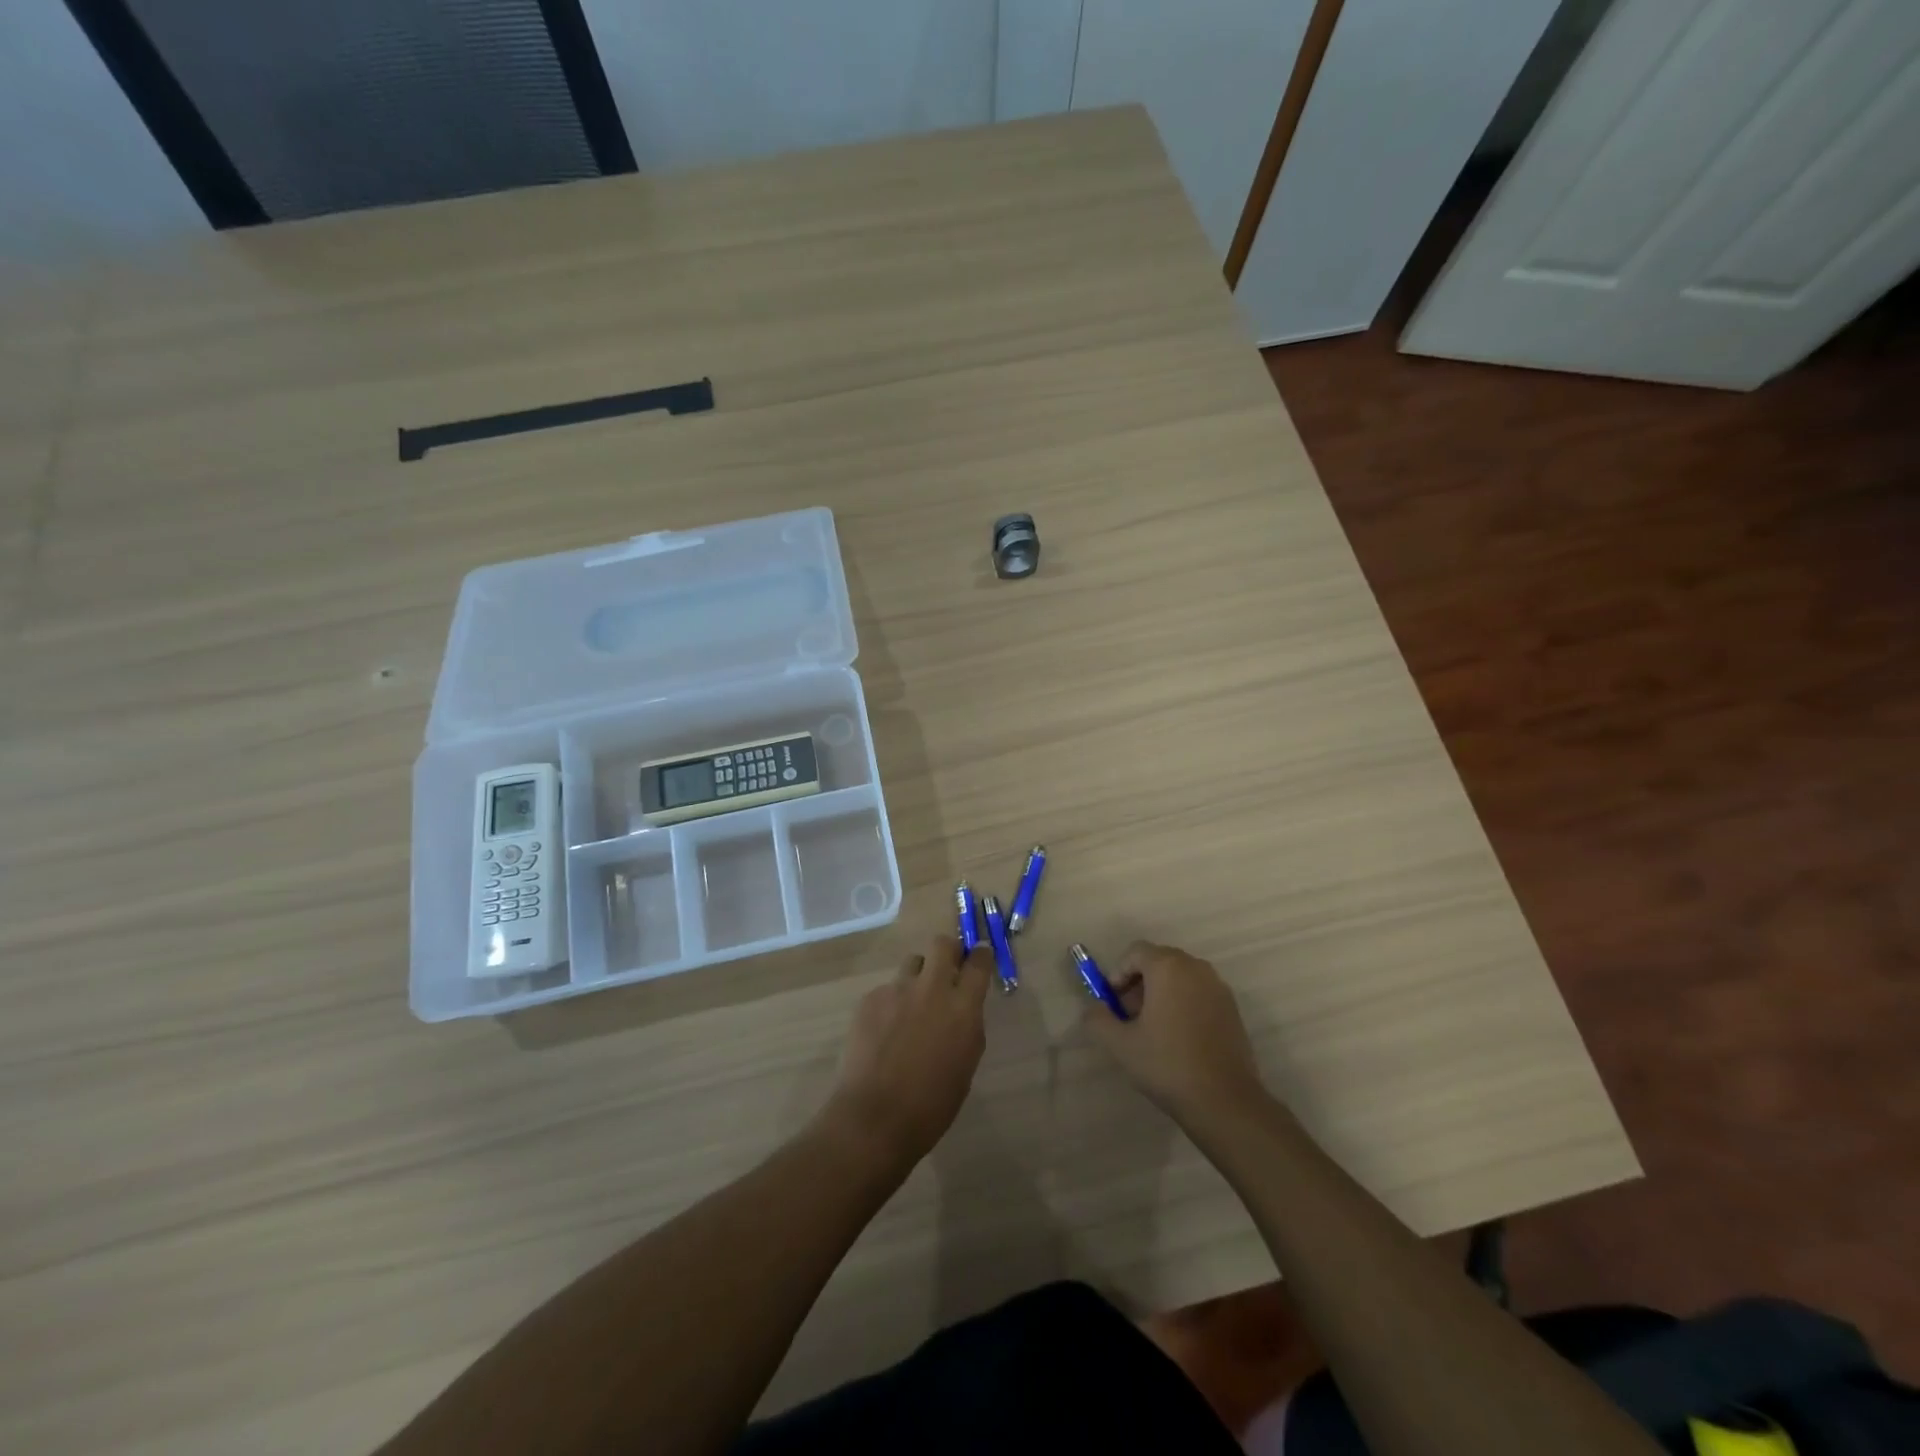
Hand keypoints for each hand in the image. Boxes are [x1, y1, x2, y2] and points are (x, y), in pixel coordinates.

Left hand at [824, 935, 990, 1166]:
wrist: (874, 1117)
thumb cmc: (931, 1105)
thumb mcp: (965, 1066)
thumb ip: (967, 1028)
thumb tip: (962, 1011)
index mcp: (963, 1008)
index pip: (979, 963)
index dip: (981, 955)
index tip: (980, 956)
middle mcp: (932, 989)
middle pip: (942, 944)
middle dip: (948, 951)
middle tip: (947, 969)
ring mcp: (897, 990)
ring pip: (912, 962)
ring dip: (918, 975)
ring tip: (912, 1003)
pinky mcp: (870, 999)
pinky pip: (887, 989)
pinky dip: (891, 1003)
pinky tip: (884, 1031)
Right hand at [1084, 941, 1266, 1123]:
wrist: (1225, 1102)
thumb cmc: (1167, 1064)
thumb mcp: (1120, 1044)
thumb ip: (1098, 1018)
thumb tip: (1095, 1008)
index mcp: (1169, 968)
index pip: (1136, 952)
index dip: (1118, 973)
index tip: (1112, 1003)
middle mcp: (1196, 968)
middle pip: (1159, 961)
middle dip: (1139, 983)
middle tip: (1128, 1016)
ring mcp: (1218, 988)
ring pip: (1180, 978)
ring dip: (1161, 993)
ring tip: (1151, 1029)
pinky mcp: (1232, 1009)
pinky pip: (1198, 993)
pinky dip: (1183, 1004)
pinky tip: (1177, 1039)